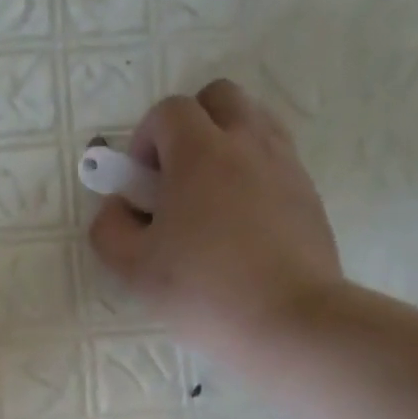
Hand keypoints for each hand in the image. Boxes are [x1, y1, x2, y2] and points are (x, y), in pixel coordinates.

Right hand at [89, 79, 343, 363]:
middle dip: (189, 126)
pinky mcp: (308, 192)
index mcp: (200, 153)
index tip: (140, 186)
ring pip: (252, 122)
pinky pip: (274, 158)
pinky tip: (239, 222)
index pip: (168, 111)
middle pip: (218, 98)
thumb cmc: (203, 291)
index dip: (145, 140)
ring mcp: (285, 165)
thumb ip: (109, 229)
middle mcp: (247, 143)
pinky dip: (251, 172)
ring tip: (208, 200)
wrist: (289, 321)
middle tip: (174, 180)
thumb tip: (117, 207)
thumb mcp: (133, 269)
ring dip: (223, 144)